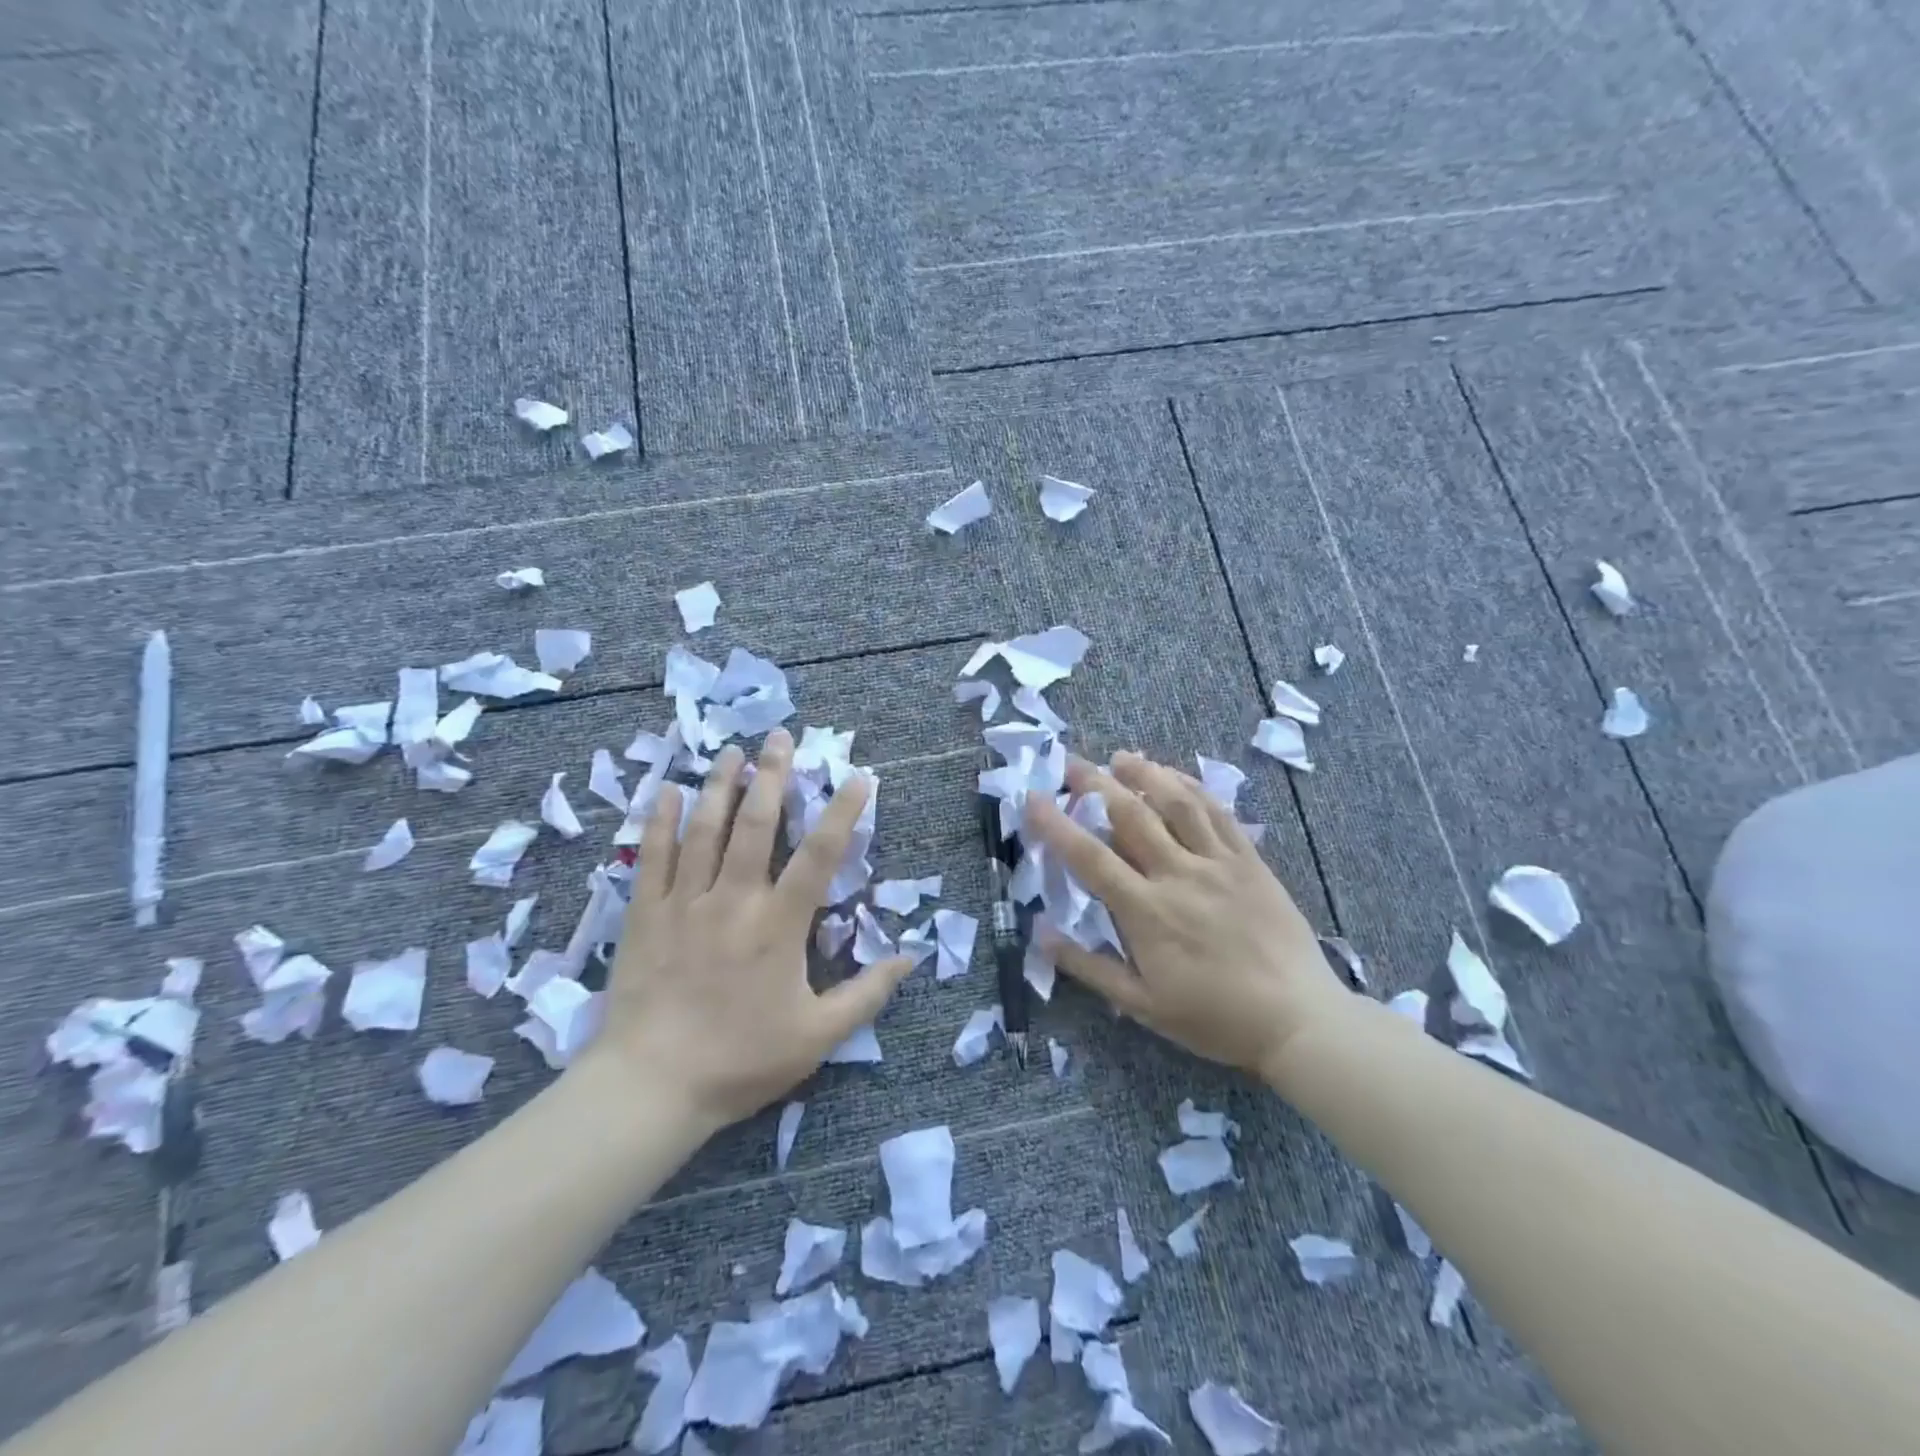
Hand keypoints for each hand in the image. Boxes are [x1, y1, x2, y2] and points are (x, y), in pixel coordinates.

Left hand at [584, 729, 912, 1128]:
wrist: (650, 1087)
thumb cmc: (741, 1060)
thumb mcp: (818, 1036)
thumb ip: (867, 993)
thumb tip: (910, 956)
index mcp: (780, 924)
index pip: (820, 854)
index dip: (842, 811)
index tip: (857, 776)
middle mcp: (734, 899)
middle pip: (757, 824)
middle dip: (773, 776)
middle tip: (782, 737)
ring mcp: (684, 902)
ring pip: (705, 829)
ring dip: (721, 785)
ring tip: (733, 750)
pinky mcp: (644, 914)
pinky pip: (652, 856)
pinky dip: (659, 820)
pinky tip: (666, 790)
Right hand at [1023, 750, 1352, 1082]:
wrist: (1298, 1019)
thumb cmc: (1214, 1018)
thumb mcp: (1142, 1006)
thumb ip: (1089, 967)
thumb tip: (1040, 933)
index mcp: (1146, 912)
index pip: (1090, 857)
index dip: (1056, 824)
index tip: (1032, 798)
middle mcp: (1178, 875)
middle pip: (1131, 815)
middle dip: (1095, 784)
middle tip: (1072, 764)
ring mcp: (1217, 863)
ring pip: (1176, 803)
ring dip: (1145, 774)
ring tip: (1121, 756)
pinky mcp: (1249, 860)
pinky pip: (1218, 813)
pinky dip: (1192, 788)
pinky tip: (1175, 776)